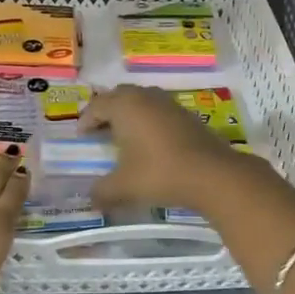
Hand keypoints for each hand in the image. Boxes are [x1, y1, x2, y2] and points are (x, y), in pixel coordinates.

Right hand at [80, 85, 246, 213]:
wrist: (212, 174)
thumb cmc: (160, 173)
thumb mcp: (124, 187)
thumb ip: (102, 191)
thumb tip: (91, 198)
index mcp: (125, 105)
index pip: (97, 105)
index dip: (86, 120)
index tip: (82, 137)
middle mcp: (146, 96)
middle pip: (119, 95)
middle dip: (107, 111)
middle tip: (100, 131)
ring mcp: (169, 103)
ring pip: (142, 100)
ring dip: (130, 113)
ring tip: (124, 136)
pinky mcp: (187, 114)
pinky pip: (159, 110)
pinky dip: (149, 120)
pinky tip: (151, 142)